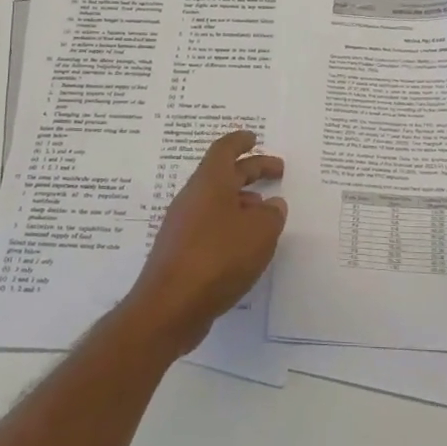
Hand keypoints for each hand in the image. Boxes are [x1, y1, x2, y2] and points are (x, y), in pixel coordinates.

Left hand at [123, 130, 286, 354]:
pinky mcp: (180, 252)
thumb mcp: (259, 233)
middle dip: (251, 170)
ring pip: (217, 202)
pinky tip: (246, 244)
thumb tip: (272, 205)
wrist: (169, 308)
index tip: (254, 137)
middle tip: (277, 171)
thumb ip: (271, 215)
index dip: (240, 141)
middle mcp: (193, 198)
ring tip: (267, 212)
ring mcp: (183, 226)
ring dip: (242, 201)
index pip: (224, 150)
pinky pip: (210, 226)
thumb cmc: (217, 258)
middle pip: (223, 174)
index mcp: (209, 183)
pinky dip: (231, 225)